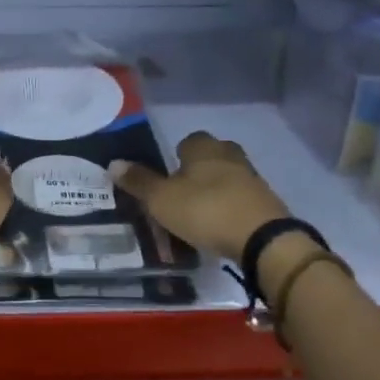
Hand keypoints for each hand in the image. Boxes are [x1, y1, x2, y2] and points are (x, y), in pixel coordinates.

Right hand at [110, 131, 293, 262]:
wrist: (262, 239)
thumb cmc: (205, 210)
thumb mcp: (161, 200)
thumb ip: (139, 182)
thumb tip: (113, 162)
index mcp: (203, 148)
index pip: (188, 140)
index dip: (177, 155)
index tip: (168, 175)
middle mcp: (230, 155)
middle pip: (211, 156)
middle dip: (198, 170)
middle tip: (181, 192)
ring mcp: (252, 178)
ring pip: (228, 177)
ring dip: (215, 189)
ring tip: (198, 213)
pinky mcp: (266, 202)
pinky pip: (241, 199)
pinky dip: (230, 207)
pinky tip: (219, 225)